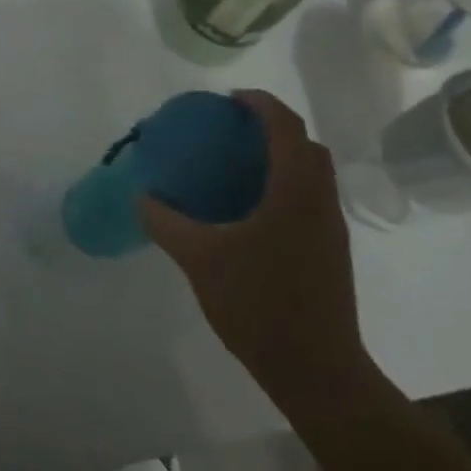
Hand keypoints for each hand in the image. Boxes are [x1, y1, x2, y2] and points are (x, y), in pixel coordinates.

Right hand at [140, 90, 380, 421]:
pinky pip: (308, 198)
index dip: (260, 104)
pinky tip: (246, 209)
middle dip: (272, 127)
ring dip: (280, 157)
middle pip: (306, 146)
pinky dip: (283, 185)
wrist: (315, 369)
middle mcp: (320, 203)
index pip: (287, 128)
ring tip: (234, 165)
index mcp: (295, 193)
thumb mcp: (199, 258)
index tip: (227, 100)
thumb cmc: (258, 304)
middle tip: (229, 130)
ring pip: (312, 174)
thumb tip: (140, 195)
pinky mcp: (328, 252)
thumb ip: (165, 222)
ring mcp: (329, 229)